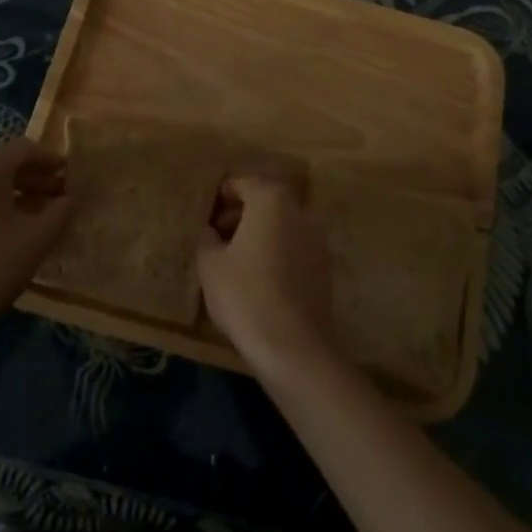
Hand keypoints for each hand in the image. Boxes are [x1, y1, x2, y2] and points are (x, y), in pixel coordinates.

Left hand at [0, 137, 69, 348]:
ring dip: (8, 196)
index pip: (26, 149)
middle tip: (56, 199)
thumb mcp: (38, 238)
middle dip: (31, 180)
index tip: (69, 177)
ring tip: (31, 218)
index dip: (51, 161)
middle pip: (2, 165)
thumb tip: (70, 197)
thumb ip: (62, 210)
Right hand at [196, 172, 334, 373]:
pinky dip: (276, 252)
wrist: (293, 347)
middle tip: (217, 237)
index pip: (242, 183)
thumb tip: (210, 231)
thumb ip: (207, 238)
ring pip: (281, 224)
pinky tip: (259, 278)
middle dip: (240, 214)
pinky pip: (294, 247)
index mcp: (271, 199)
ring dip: (260, 233)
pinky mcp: (324, 266)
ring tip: (235, 260)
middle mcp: (299, 210)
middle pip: (265, 201)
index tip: (207, 218)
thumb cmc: (245, 295)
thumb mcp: (210, 265)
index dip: (221, 198)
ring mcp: (317, 238)